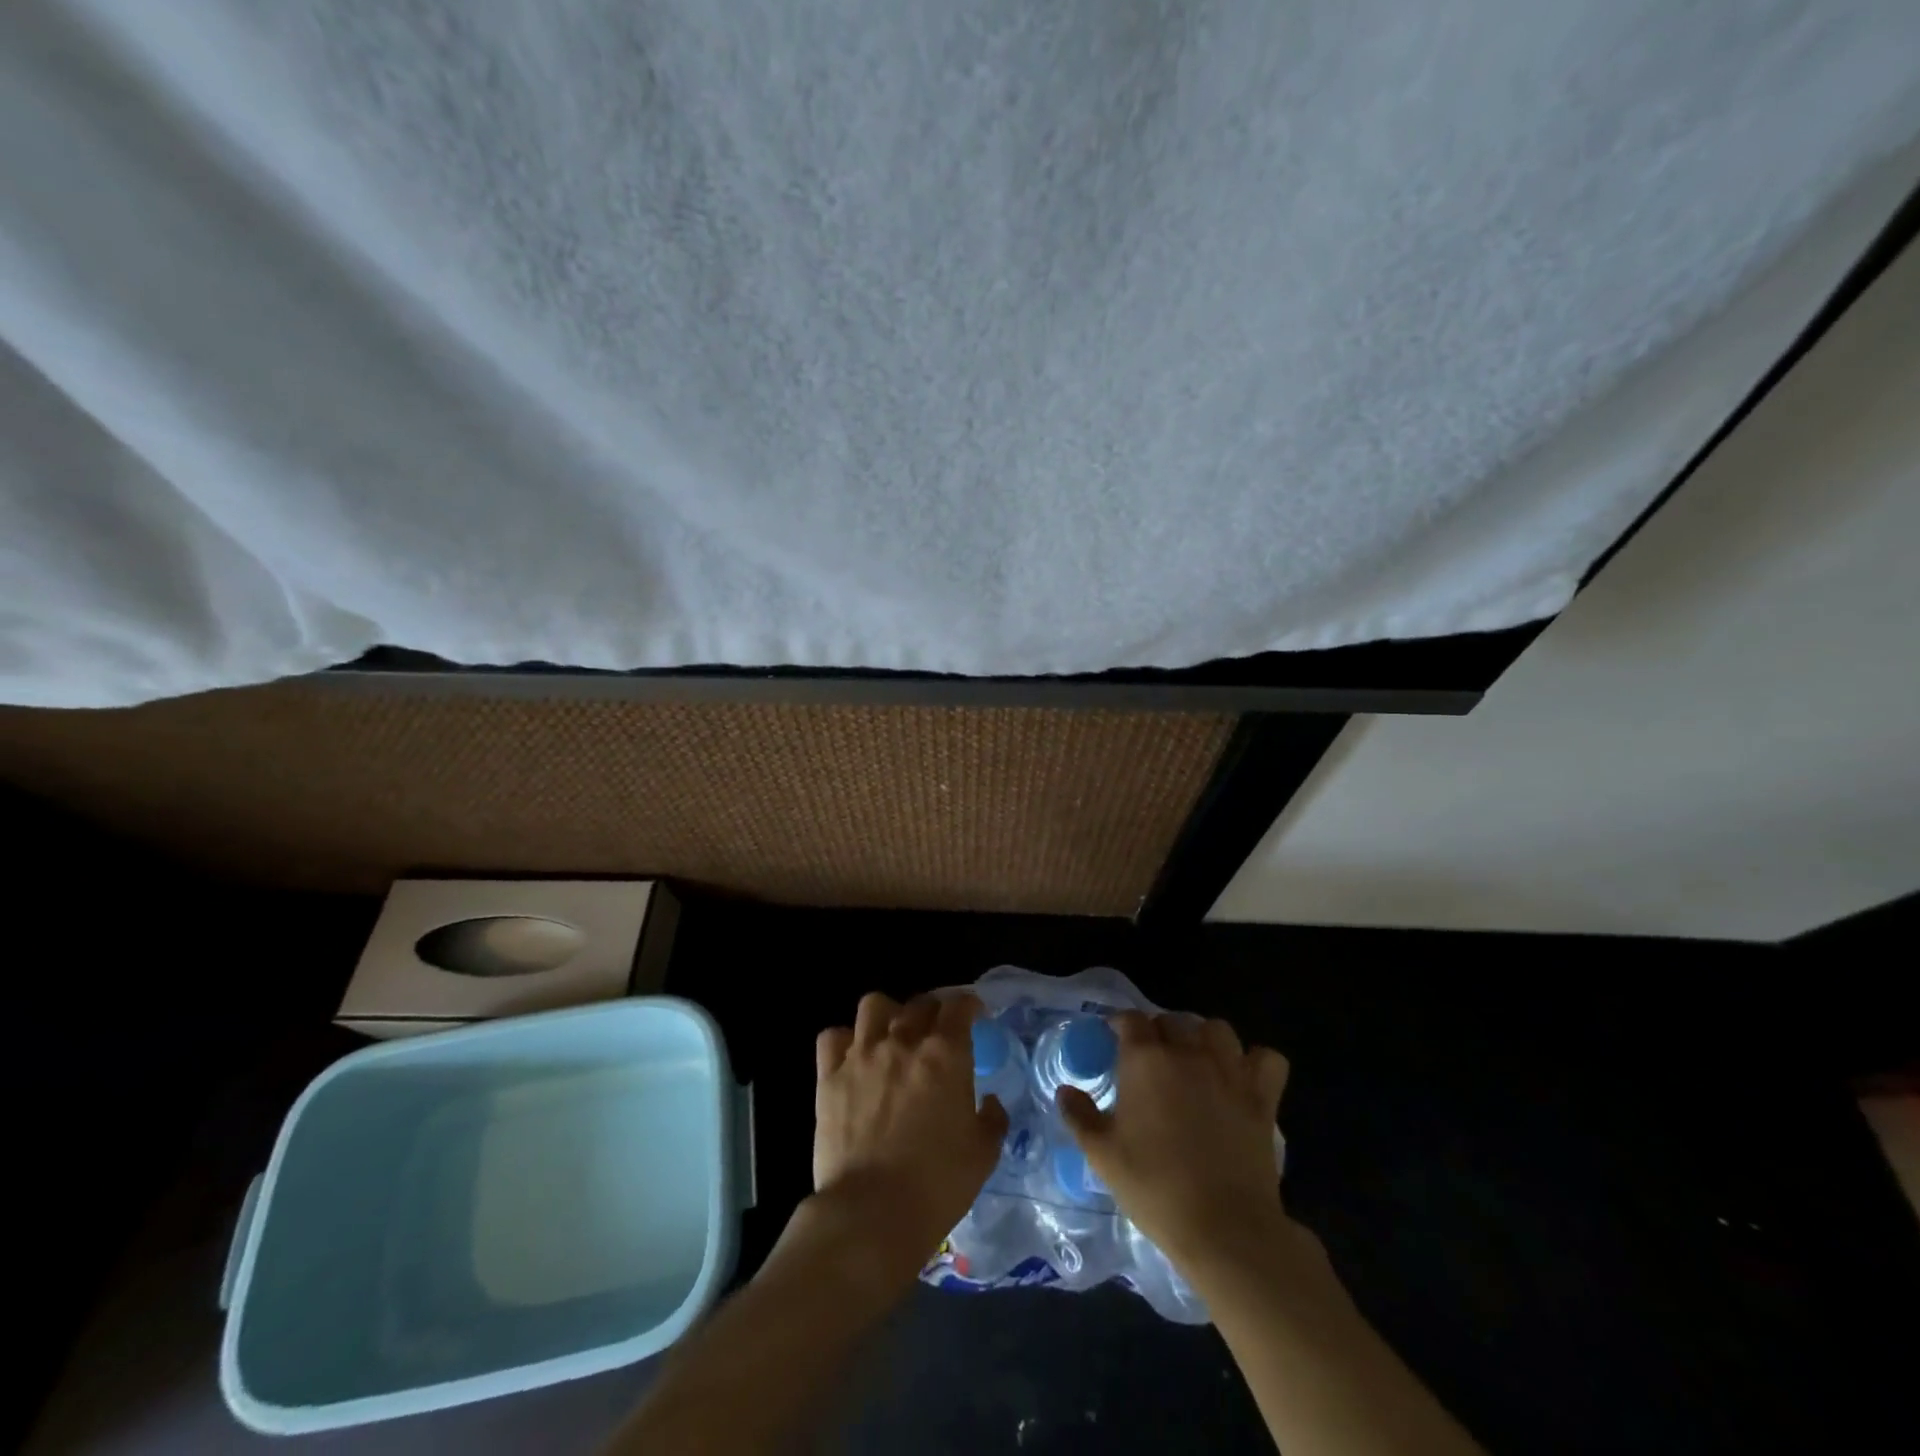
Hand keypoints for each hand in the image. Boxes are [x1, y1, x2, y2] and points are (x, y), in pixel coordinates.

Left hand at [811, 991, 1008, 1280]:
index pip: (958, 1005)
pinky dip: (845, 1041)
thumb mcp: (983, 1154)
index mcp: (945, 1054)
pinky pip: (832, 1037)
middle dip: (932, 1011)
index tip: (973, 1015)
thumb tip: (989, 1101)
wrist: (872, 1212)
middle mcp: (903, 1041)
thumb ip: (992, 1119)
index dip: (968, 1005)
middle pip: (919, 1003)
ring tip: (891, 1035)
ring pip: (873, 1005)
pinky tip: (853, 1058)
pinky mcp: (829, 1075)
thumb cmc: (937, 1184)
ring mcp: (862, 1054)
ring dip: (887, 1015)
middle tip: (936, 1033)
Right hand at [1056, 1011, 1288, 1276]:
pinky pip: (1267, 1059)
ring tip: (1196, 1060)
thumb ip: (1079, 1116)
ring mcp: (1229, 1071)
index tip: (1113, 1040)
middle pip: (1172, 1020)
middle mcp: (1188, 1053)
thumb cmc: (1155, 1188)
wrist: (1224, 1228)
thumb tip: (1065, 1091)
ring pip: (1217, 1029)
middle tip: (1151, 1059)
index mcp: (1145, 1060)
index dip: (1120, 1025)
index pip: (1130, 1019)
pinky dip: (1255, 1062)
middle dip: (1158, 1031)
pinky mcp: (1262, 1097)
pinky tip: (1242, 1078)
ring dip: (1204, 1037)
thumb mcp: (1102, 1156)